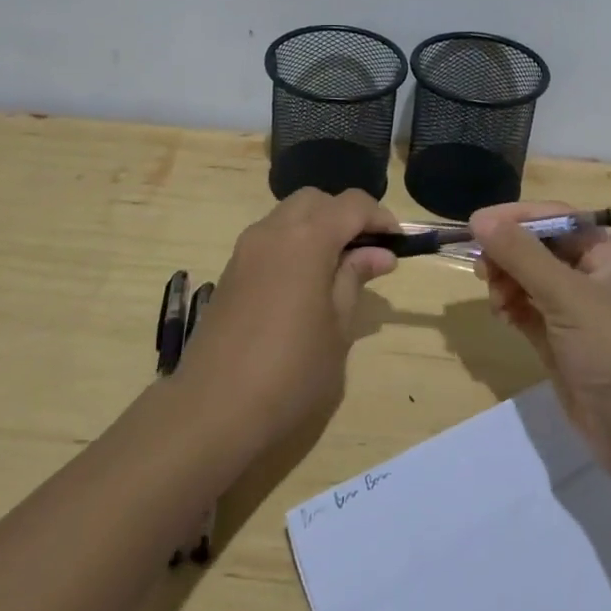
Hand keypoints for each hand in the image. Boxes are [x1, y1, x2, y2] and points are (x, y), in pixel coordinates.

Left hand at [178, 188, 399, 453]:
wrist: (212, 409)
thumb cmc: (290, 372)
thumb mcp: (338, 328)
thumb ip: (355, 279)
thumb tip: (378, 253)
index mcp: (306, 239)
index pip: (351, 204)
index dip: (379, 217)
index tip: (398, 243)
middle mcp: (272, 231)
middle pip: (316, 201)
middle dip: (346, 215)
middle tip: (369, 252)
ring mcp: (246, 249)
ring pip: (289, 215)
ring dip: (318, 227)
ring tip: (340, 269)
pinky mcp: (231, 271)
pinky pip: (270, 238)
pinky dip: (294, 244)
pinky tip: (306, 282)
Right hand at [471, 202, 610, 472]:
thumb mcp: (566, 295)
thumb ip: (521, 255)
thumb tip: (481, 220)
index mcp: (610, 258)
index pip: (557, 221)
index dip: (517, 218)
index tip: (478, 225)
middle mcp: (596, 280)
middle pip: (541, 250)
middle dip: (510, 255)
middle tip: (482, 269)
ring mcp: (580, 314)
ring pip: (532, 281)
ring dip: (508, 283)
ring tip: (495, 300)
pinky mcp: (563, 344)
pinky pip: (530, 311)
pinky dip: (513, 308)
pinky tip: (502, 316)